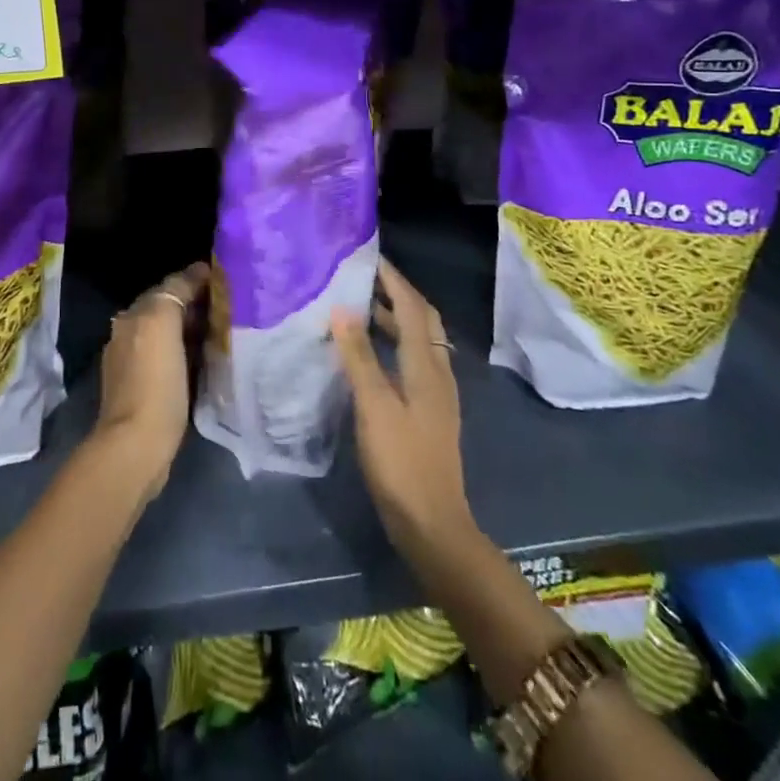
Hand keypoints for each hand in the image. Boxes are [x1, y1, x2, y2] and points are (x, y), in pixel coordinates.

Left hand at [91, 263, 208, 504]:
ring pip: (170, 335)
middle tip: (229, 305)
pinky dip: (188, 353)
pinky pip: (172, 359)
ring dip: (192, 330)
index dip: (194, 280)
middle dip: (194, 304)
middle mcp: (128, 335)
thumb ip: (174, 292)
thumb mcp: (162, 324)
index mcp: (131, 316)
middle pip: (167, 310)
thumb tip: (194, 273)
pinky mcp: (146, 392)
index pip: (167, 286)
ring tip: (224, 330)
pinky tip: (206, 360)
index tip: (224, 279)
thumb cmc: (154, 382)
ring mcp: (134, 366)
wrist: (136, 446)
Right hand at [332, 258, 476, 567]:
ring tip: (359, 307)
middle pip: (422, 320)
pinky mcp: (428, 411)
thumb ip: (359, 356)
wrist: (433, 524)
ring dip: (394, 319)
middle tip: (363, 278)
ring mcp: (436, 394)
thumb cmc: (401, 461)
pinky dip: (393, 344)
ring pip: (418, 341)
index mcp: (426, 366)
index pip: (412, 307)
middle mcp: (437, 372)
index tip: (369, 256)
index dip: (393, 279)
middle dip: (397, 293)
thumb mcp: (374, 406)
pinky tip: (369, 355)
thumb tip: (342, 309)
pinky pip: (412, 361)